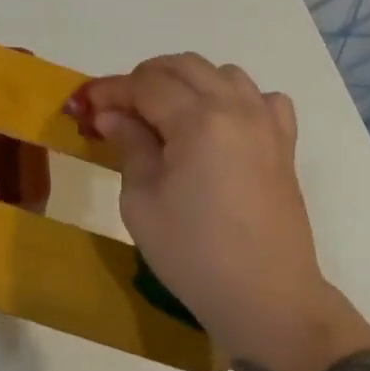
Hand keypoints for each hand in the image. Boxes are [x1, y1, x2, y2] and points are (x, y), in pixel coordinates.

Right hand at [80, 54, 341, 360]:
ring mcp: (265, 123)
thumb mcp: (142, 202)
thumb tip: (111, 115)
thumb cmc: (195, 256)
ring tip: (167, 114)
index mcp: (199, 120)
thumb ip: (128, 145)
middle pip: (183, 67)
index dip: (112, 89)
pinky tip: (221, 124)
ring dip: (188, 82)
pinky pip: (262, 98)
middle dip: (145, 78)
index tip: (85, 102)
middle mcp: (235, 107)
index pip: (146, 84)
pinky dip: (236, 98)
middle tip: (120, 109)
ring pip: (221, 73)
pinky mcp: (284, 144)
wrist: (269, 303)